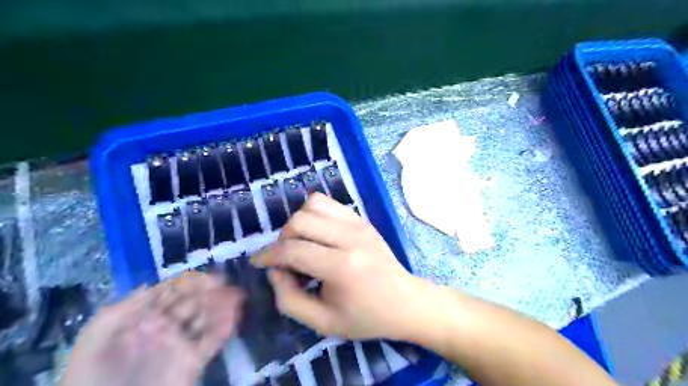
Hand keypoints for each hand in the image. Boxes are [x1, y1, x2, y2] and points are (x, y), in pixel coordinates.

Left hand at [62, 272, 244, 385]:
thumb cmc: (93, 377)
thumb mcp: (95, 339)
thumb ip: (119, 310)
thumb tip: (149, 285)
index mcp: (142, 318)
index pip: (170, 293)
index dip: (189, 283)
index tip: (207, 276)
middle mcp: (164, 327)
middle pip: (191, 303)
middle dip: (209, 291)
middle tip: (226, 283)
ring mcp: (179, 344)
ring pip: (204, 319)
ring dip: (220, 307)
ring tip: (236, 296)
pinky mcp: (191, 361)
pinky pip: (210, 342)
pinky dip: (223, 330)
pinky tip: (232, 319)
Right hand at [252, 195, 425, 339]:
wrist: (405, 301)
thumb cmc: (366, 317)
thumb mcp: (323, 323)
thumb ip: (289, 300)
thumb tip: (275, 271)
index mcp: (341, 267)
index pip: (293, 250)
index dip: (268, 255)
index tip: (258, 262)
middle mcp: (349, 237)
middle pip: (299, 221)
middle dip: (282, 239)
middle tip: (286, 259)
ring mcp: (358, 224)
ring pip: (313, 204)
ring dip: (298, 222)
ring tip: (302, 243)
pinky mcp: (362, 219)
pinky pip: (329, 203)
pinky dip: (315, 214)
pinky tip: (318, 234)